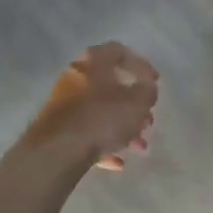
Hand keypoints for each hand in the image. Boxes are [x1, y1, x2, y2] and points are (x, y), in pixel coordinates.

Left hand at [23, 43, 158, 170]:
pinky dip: (104, 142)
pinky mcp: (57, 126)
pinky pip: (86, 130)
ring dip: (122, 127)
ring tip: (138, 147)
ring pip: (100, 111)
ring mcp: (63, 101)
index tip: (154, 83)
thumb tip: (146, 88)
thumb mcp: (137, 102)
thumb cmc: (102, 117)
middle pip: (111, 86)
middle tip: (147, 121)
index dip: (141, 65)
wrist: (57, 149)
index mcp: (94, 60)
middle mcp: (75, 75)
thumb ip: (148, 91)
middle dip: (134, 106)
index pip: (120, 52)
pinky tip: (117, 161)